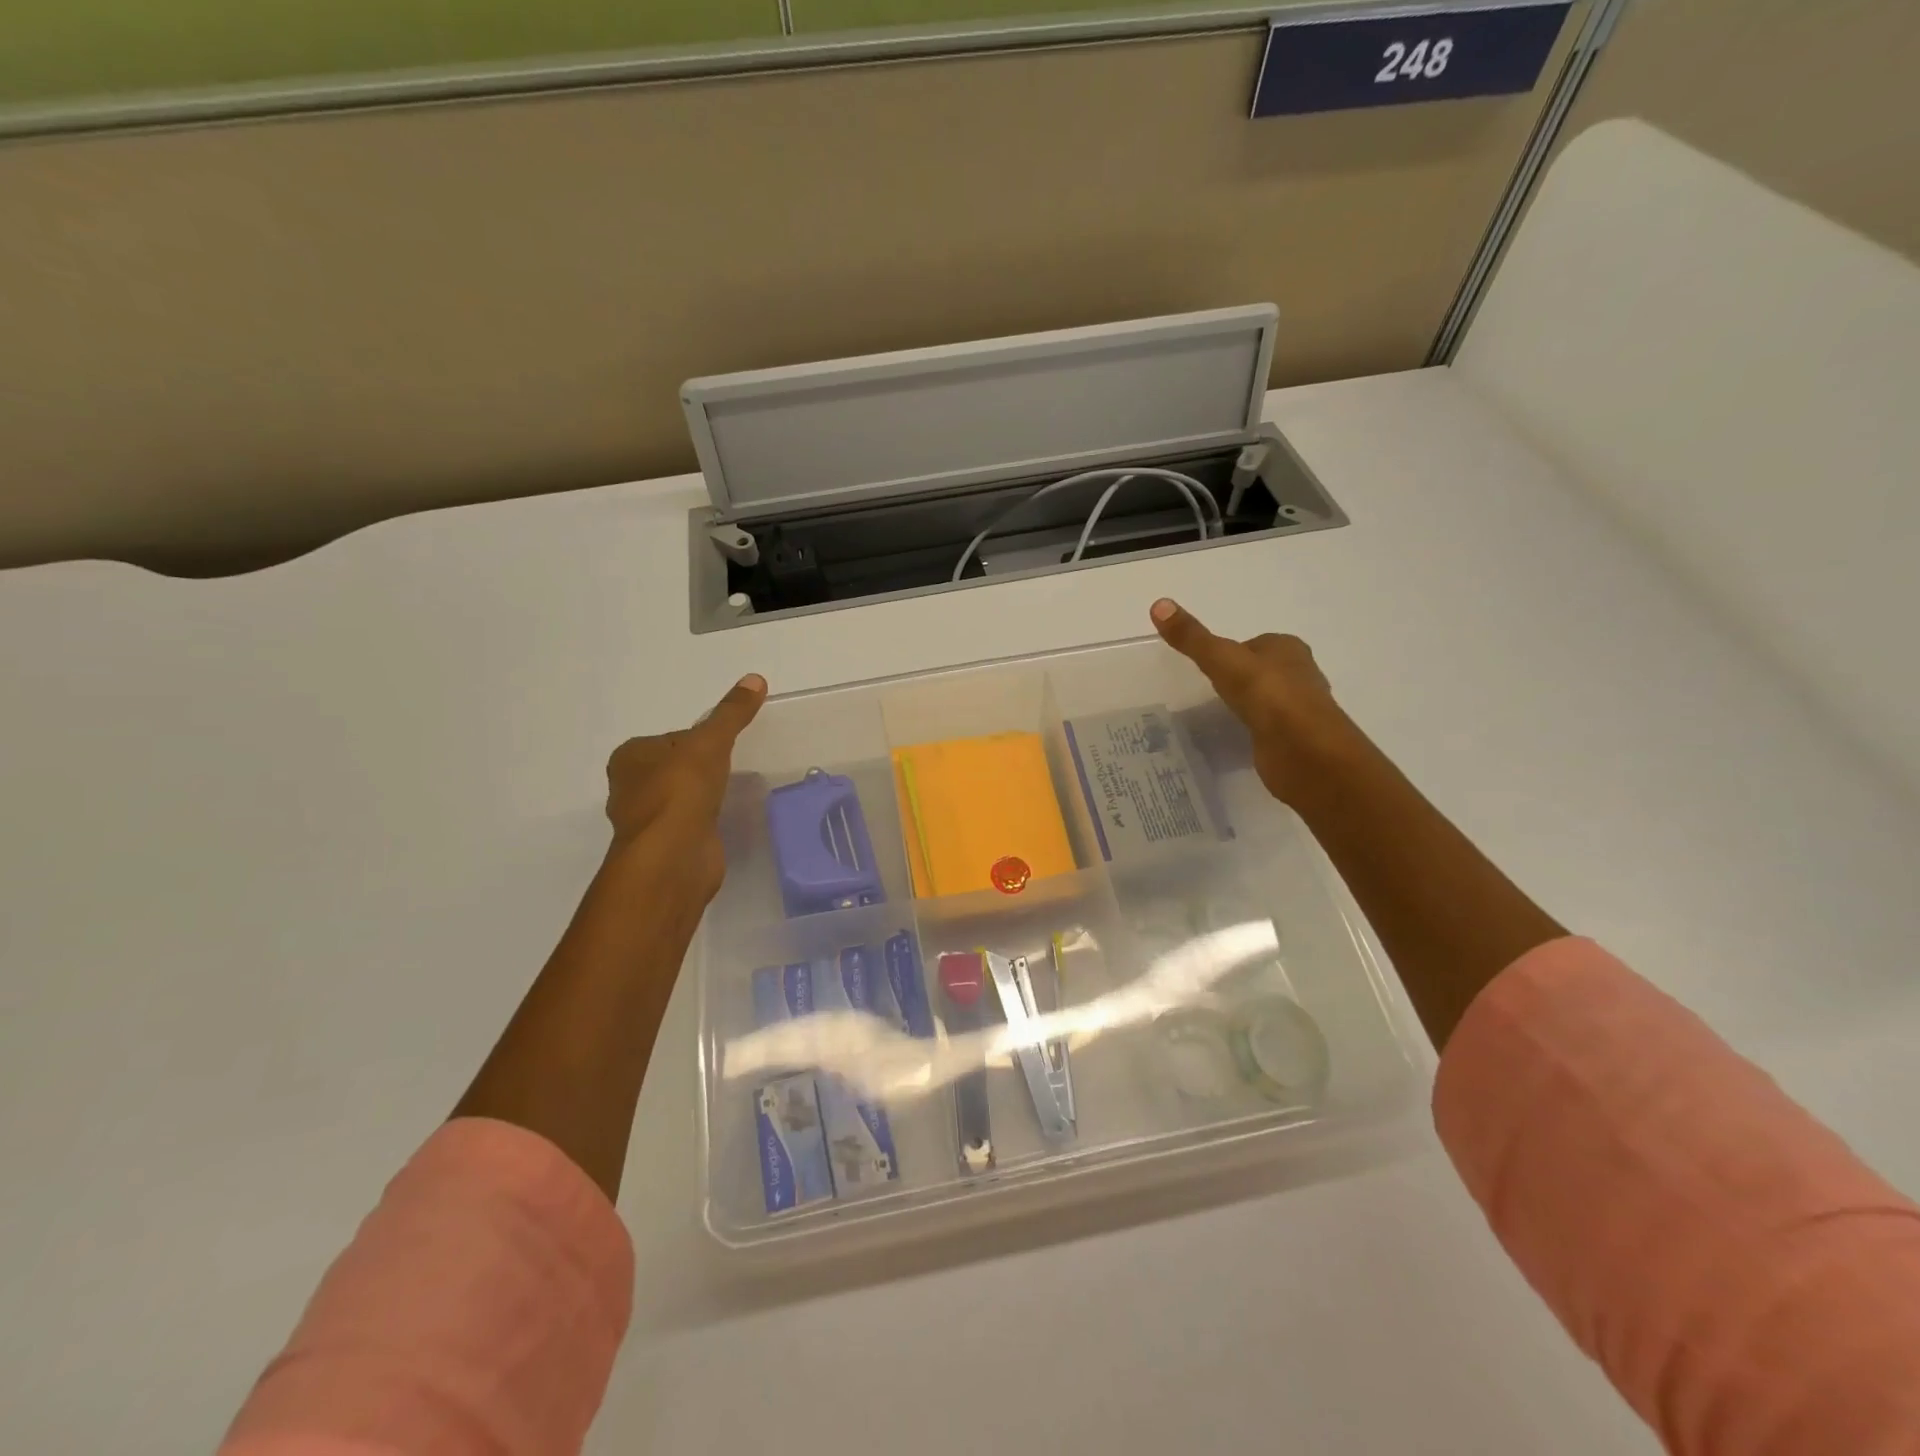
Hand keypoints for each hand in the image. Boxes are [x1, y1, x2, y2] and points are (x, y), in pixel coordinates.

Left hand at [604, 673, 765, 901]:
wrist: (674, 856)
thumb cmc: (681, 790)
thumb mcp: (710, 742)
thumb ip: (731, 714)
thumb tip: (755, 678)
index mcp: (630, 758)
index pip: (670, 739)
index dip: (698, 739)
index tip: (723, 744)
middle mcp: (630, 788)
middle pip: (674, 768)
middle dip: (699, 768)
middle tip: (732, 765)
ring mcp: (648, 821)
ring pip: (680, 797)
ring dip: (701, 795)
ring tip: (732, 790)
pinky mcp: (667, 847)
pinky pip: (690, 823)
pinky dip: (705, 819)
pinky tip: (723, 818)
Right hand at [1149, 598, 1355, 805]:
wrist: (1303, 749)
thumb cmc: (1266, 694)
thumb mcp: (1221, 660)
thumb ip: (1191, 637)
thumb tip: (1158, 603)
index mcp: (1287, 648)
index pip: (1255, 644)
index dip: (1232, 652)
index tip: (1208, 665)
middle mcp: (1299, 674)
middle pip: (1262, 670)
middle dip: (1240, 678)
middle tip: (1207, 689)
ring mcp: (1298, 709)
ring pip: (1266, 700)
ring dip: (1247, 705)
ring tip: (1216, 714)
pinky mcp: (1294, 739)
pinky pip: (1267, 728)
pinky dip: (1253, 730)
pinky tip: (1235, 736)